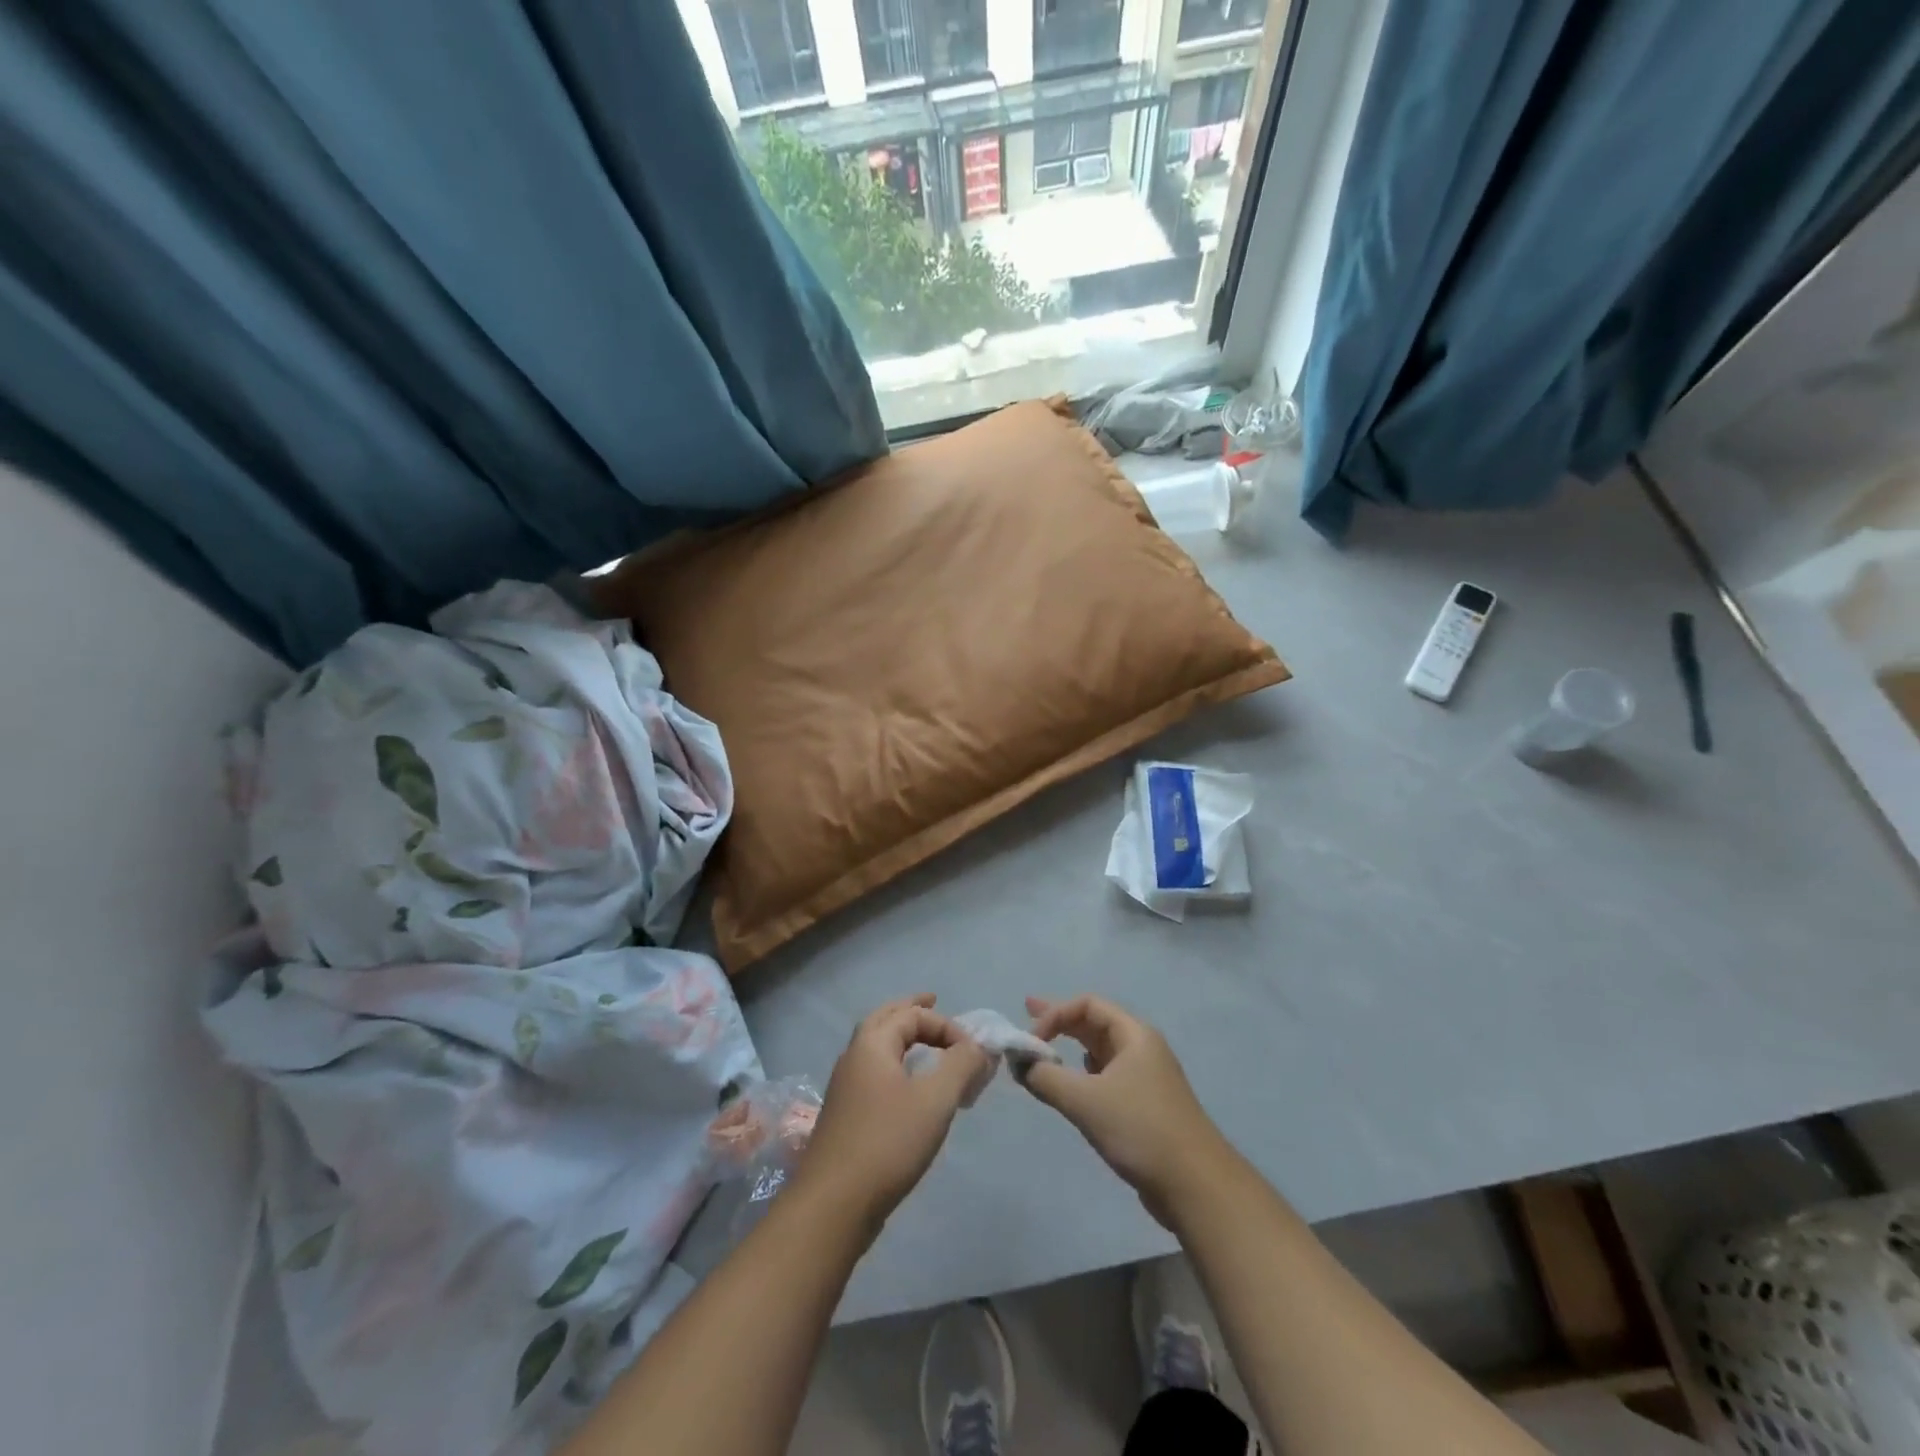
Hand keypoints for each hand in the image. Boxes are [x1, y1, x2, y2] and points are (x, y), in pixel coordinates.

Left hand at [791, 994, 989, 1236]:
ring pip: (876, 1047)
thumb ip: (961, 1065)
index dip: (946, 1026)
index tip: (972, 1055)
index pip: (912, 1015)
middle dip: (911, 1010)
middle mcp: (854, 1058)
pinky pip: (875, 1073)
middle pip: (884, 1019)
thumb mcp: (935, 1100)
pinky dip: (895, 1064)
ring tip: (925, 1042)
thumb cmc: (887, 1143)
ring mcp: (845, 1088)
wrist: (833, 1206)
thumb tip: (978, 1045)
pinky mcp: (846, 1116)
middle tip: (934, 1001)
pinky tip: (909, 1086)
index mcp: (871, 1044)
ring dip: (902, 1037)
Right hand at [1018, 995, 1229, 1225]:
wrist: (1195, 1185)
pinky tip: (1072, 1084)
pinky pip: (1106, 1077)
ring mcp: (1145, 1078)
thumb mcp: (1085, 1100)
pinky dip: (1083, 1074)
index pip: (1088, 1005)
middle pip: (1095, 1023)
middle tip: (1027, 1014)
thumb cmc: (1140, 1129)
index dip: (1055, 1014)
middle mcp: (1142, 1048)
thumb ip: (1047, 1077)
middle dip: (1060, 1020)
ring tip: (1044, 1049)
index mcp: (1135, 1034)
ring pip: (1101, 1052)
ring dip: (1071, 1048)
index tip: (1031, 1040)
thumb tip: (1020, 1064)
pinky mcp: (1144, 1107)